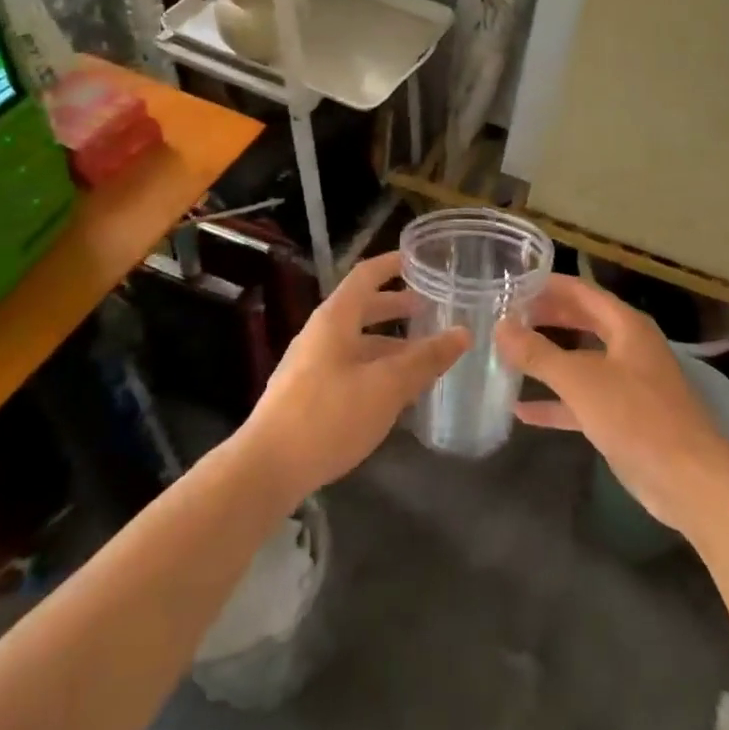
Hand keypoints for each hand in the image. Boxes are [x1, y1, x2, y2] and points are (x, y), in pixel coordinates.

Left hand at [238, 251, 469, 503]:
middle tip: (429, 310)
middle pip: (361, 309)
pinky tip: (393, 396)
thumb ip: (425, 359)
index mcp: (335, 319)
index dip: (391, 264)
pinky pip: (348, 369)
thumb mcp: (386, 386)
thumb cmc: (328, 415)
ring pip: (356, 343)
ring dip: (388, 345)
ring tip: (421, 358)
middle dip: (395, 307)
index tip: (418, 259)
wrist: (266, 469)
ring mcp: (309, 366)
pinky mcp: (305, 396)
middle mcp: (320, 334)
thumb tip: (462, 333)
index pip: (365, 276)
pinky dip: (374, 370)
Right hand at [495, 275, 728, 532]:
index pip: (581, 291)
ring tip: (506, 354)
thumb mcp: (581, 380)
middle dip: (544, 318)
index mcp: (625, 325)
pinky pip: (582, 401)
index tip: (511, 284)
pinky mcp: (623, 418)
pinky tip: (522, 410)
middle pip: (580, 322)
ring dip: (547, 359)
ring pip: (580, 361)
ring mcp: (627, 384)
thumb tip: (501, 327)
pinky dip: (555, 402)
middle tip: (504, 317)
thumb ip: (539, 353)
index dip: (547, 285)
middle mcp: (628, 347)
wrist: (690, 481)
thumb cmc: (637, 417)